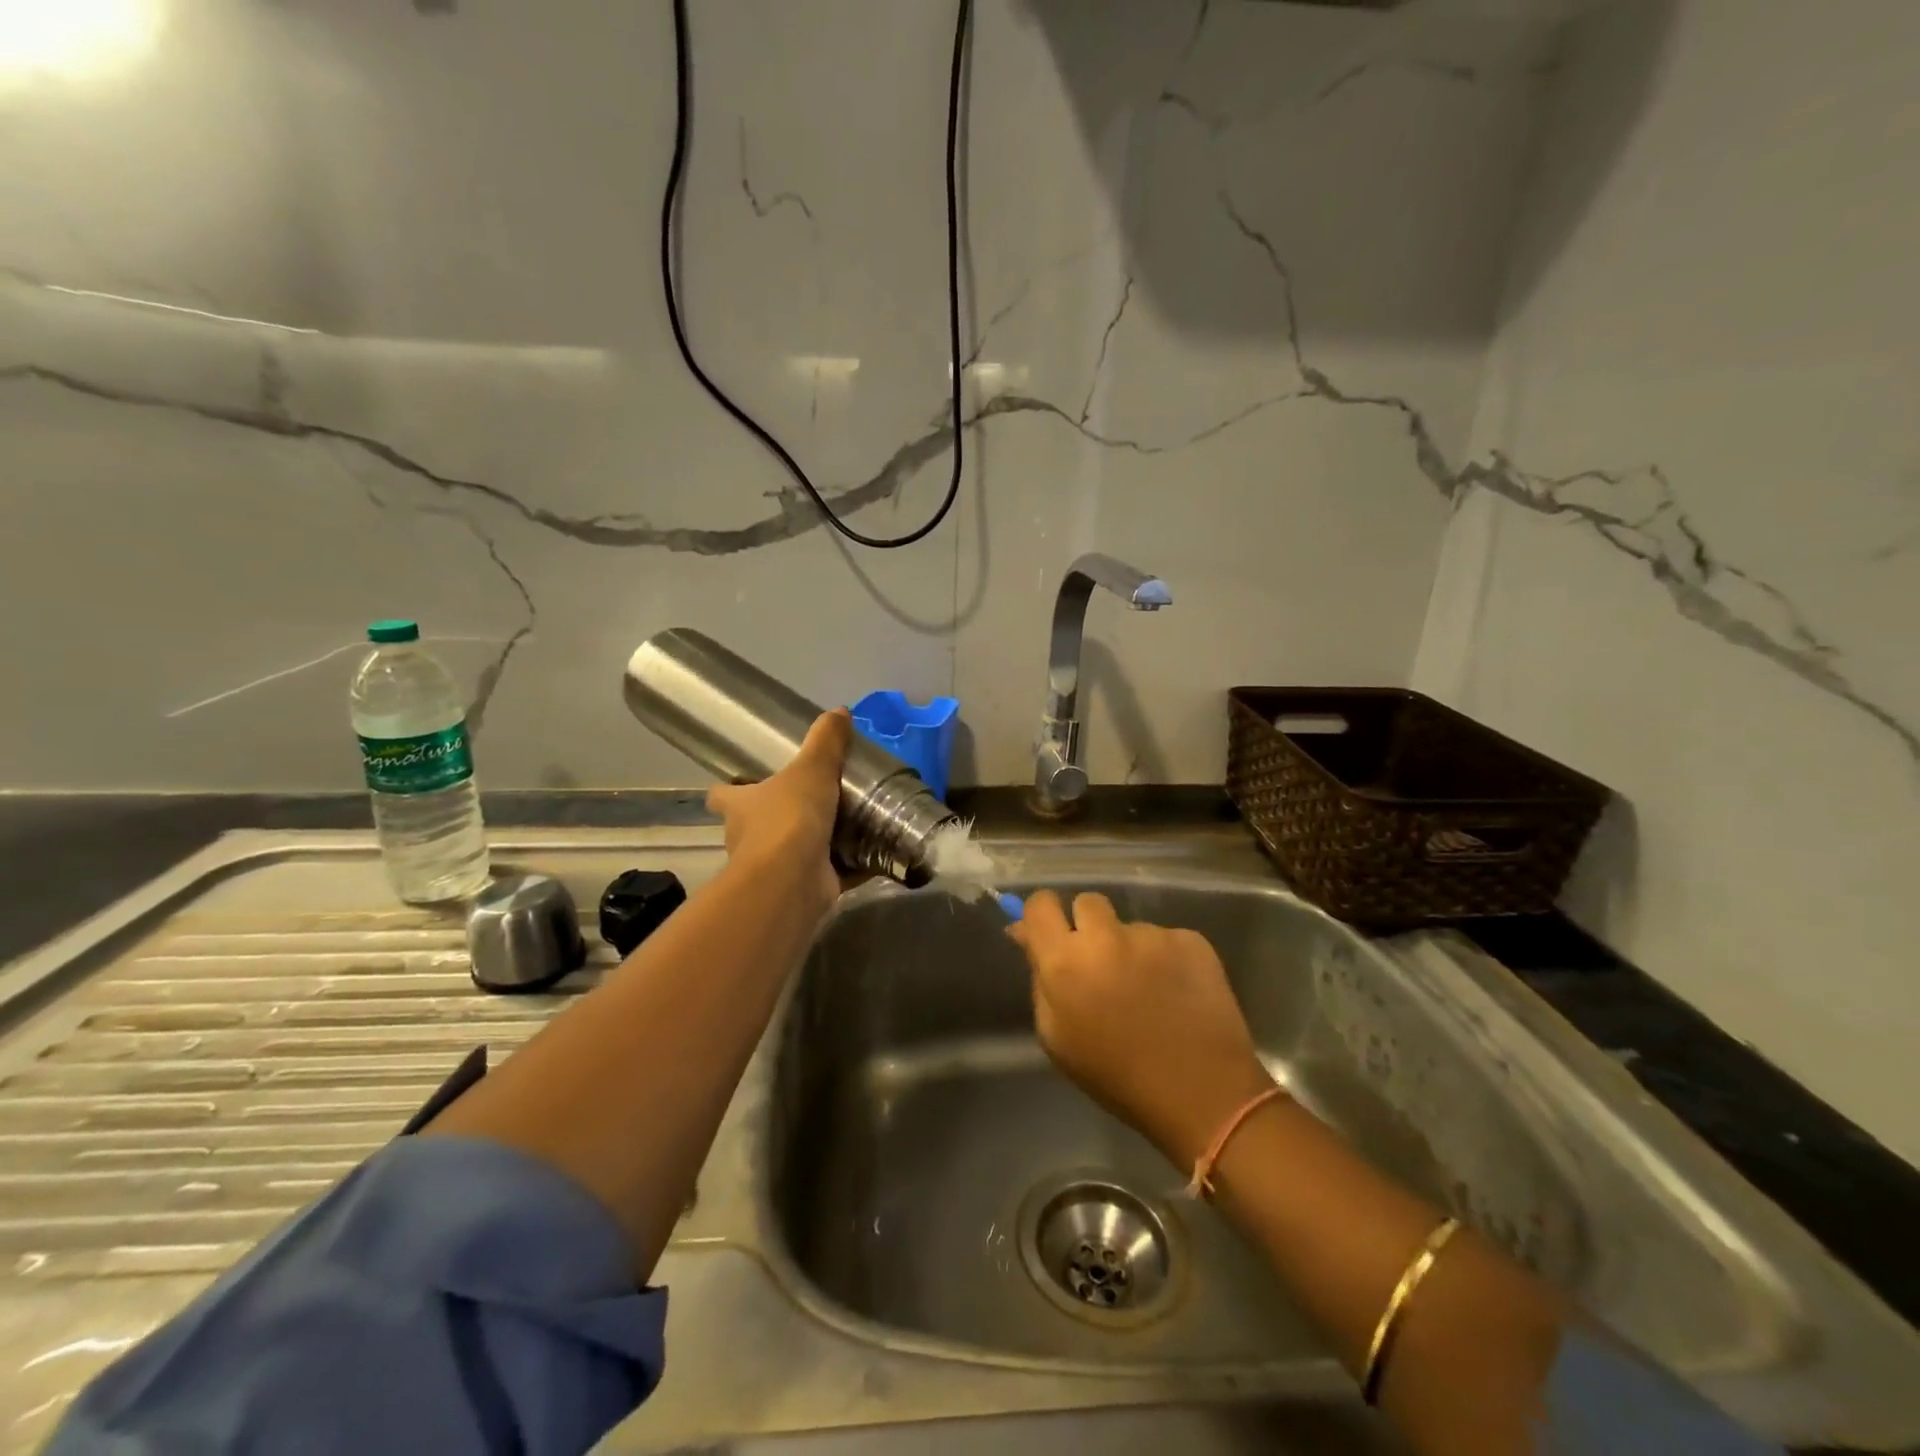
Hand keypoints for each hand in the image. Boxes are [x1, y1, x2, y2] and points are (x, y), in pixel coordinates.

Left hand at [706, 709, 849, 916]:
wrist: (792, 881)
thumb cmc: (788, 819)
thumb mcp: (811, 769)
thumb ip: (826, 742)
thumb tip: (839, 710)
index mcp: (741, 807)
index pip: (723, 795)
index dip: (730, 788)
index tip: (745, 781)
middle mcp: (750, 838)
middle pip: (757, 824)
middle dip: (780, 815)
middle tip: (814, 798)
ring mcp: (775, 868)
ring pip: (793, 851)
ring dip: (815, 842)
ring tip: (850, 823)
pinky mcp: (805, 888)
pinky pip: (832, 872)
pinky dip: (851, 866)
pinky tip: (876, 854)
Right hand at [1009, 890, 1274, 1168]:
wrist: (1202, 1094)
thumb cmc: (1117, 1076)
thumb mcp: (1057, 1038)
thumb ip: (1039, 979)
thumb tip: (1025, 934)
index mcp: (1065, 962)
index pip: (1041, 905)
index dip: (1043, 914)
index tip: (1052, 932)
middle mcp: (1106, 936)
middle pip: (1086, 903)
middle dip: (1088, 926)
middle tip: (1100, 963)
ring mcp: (1152, 935)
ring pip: (1129, 925)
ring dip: (1130, 947)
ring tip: (1148, 990)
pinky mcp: (1191, 939)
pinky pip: (1166, 938)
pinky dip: (1166, 959)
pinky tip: (1176, 992)